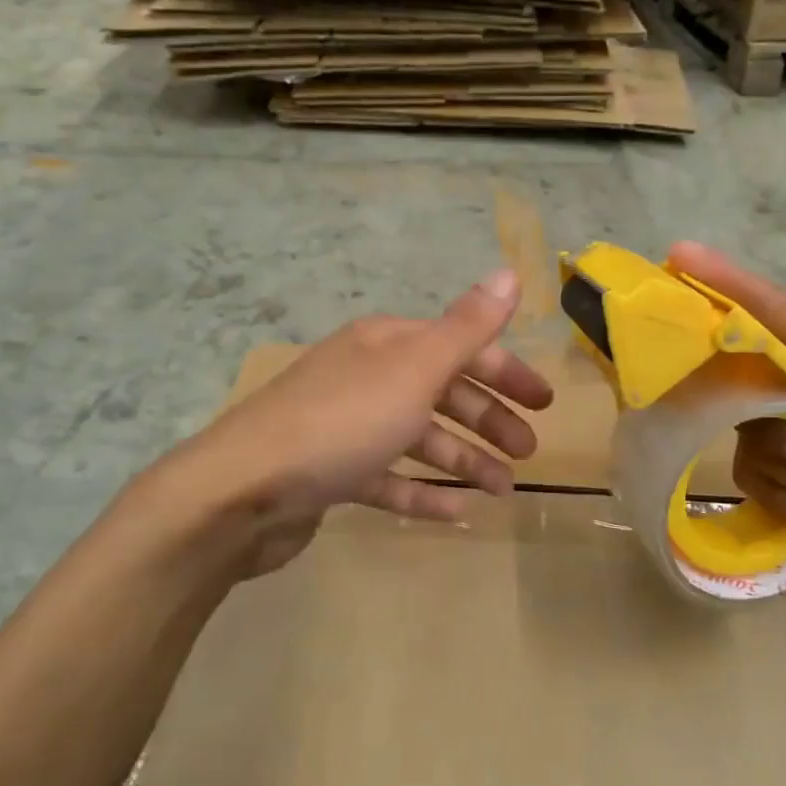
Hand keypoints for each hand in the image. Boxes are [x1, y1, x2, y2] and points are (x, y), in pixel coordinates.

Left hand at [176, 269, 553, 573]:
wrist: (241, 491)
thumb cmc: (341, 421)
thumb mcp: (414, 368)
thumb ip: (466, 326)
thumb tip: (510, 272)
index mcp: (386, 344)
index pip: (459, 347)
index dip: (505, 371)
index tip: (544, 403)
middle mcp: (367, 376)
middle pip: (442, 392)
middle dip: (489, 419)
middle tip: (529, 451)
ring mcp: (347, 426)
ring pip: (419, 438)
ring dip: (464, 460)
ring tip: (503, 490)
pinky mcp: (332, 474)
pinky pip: (389, 480)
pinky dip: (423, 492)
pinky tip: (457, 512)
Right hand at [668, 243, 785, 533]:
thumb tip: (780, 302)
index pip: (750, 308)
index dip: (715, 283)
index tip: (681, 253)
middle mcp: (777, 378)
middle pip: (737, 398)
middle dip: (783, 438)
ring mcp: (773, 426)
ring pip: (751, 449)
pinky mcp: (774, 470)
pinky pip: (755, 483)